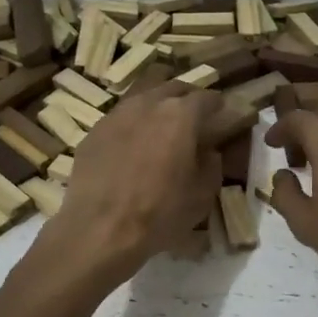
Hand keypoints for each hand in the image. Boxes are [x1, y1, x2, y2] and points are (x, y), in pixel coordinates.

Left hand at [36, 82, 222, 284]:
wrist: (100, 229)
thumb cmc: (160, 213)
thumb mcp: (202, 195)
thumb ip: (211, 165)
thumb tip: (208, 151)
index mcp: (181, 115)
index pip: (207, 98)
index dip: (218, 106)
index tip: (223, 115)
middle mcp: (148, 104)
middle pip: (173, 87)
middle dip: (187, 97)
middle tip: (194, 116)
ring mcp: (117, 114)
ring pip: (143, 95)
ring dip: (157, 104)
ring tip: (162, 123)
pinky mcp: (94, 131)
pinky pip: (120, 116)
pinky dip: (133, 123)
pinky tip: (133, 143)